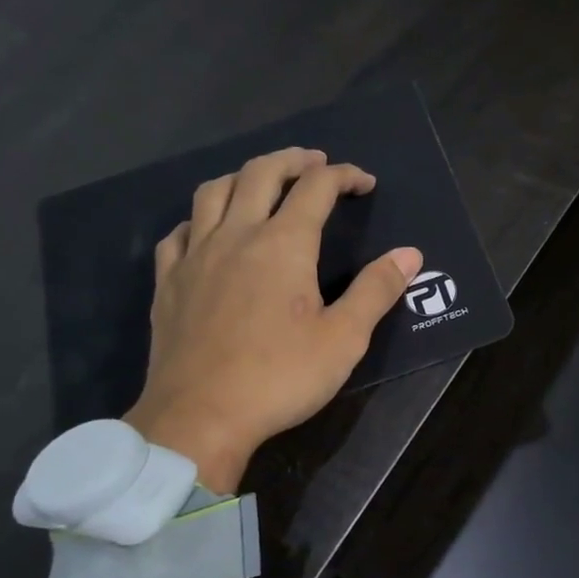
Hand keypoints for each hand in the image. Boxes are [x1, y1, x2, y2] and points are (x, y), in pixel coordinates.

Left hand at [122, 147, 421, 491]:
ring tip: (262, 182)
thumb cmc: (280, 378)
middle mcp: (236, 236)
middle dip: (293, 160)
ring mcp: (195, 256)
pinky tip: (208, 231)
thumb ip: (376, 290)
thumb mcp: (344, 339)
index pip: (316, 188)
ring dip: (243, 176)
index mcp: (283, 245)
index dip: (344, 176)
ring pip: (213, 191)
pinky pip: (179, 232)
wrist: (200, 417)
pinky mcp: (168, 282)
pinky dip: (200, 218)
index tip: (365, 182)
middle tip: (315, 162)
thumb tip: (410, 253)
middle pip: (260, 173)